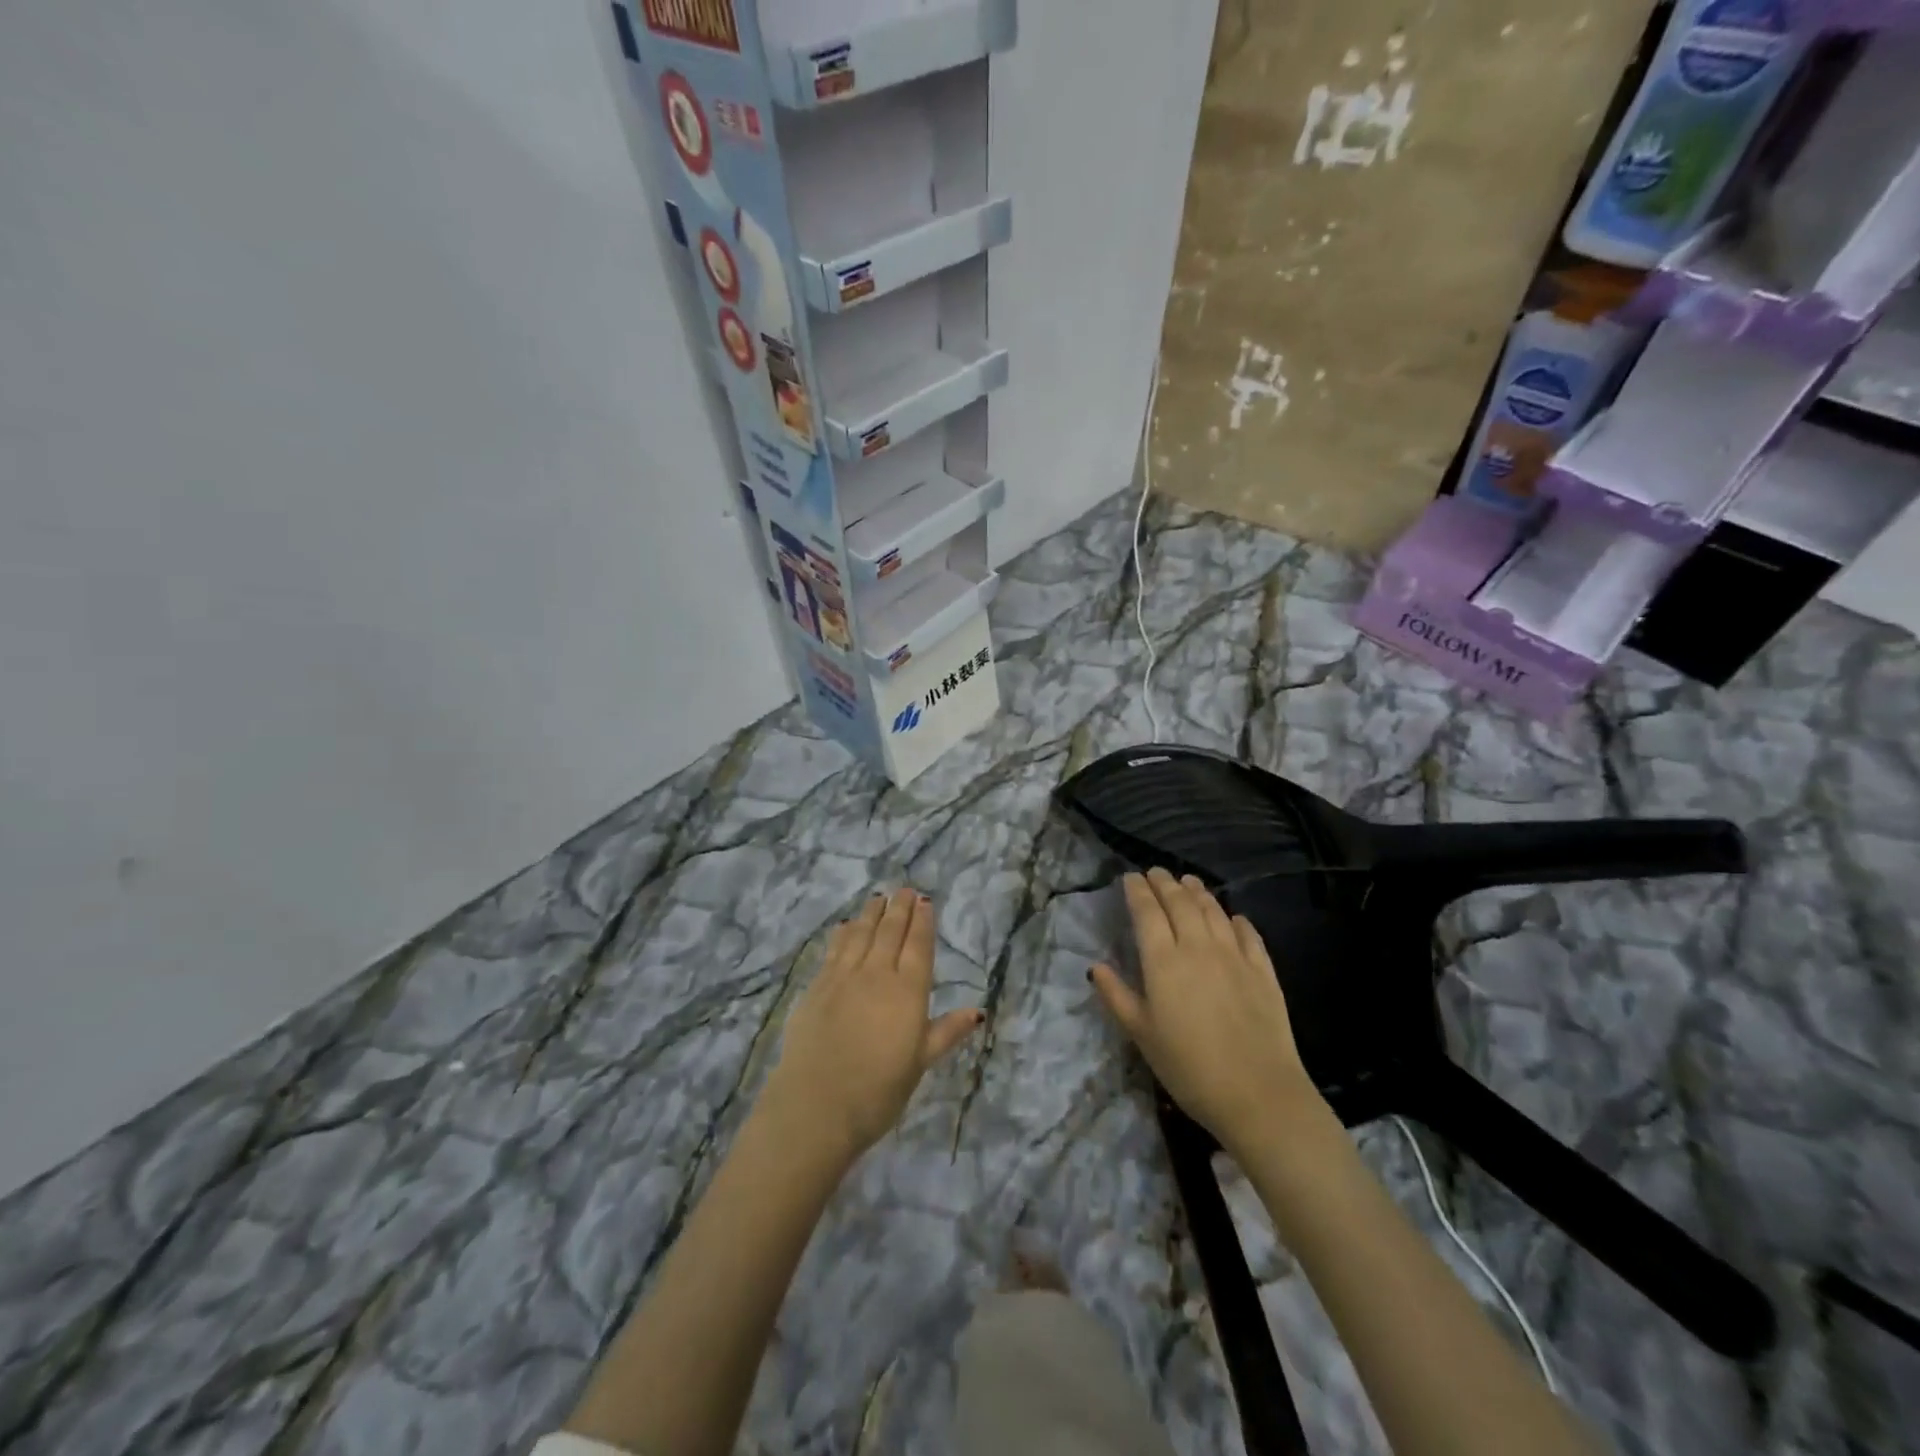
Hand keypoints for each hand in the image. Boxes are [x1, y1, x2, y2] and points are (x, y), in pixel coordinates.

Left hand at [761, 889, 982, 1163]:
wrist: (816, 1106)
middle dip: (899, 909)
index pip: (918, 946)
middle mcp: (877, 975)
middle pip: (890, 932)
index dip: (922, 922)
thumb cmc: (877, 1091)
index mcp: (908, 993)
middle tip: (904, 890)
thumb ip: (946, 1032)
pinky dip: (843, 934)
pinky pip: (834, 950)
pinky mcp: (817, 987)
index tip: (924, 901)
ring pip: (861, 934)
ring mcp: (843, 978)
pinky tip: (846, 926)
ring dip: (871, 913)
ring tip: (878, 897)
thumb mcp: (919, 1064)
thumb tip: (977, 1011)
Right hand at [1090, 869, 1323, 1159]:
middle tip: (1155, 872)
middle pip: (1180, 903)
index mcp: (1163, 961)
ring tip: (1188, 882)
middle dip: (1164, 883)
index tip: (1130, 877)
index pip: (1147, 912)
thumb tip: (1096, 966)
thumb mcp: (1141, 1035)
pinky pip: (1248, 933)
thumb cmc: (1189, 1067)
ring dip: (1198, 892)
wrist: (1258, 1094)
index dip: (1137, 890)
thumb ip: (1117, 996)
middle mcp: (1198, 947)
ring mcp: (1235, 955)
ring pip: (1213, 911)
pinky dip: (1236, 919)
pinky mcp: (1264, 971)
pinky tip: (1233, 917)